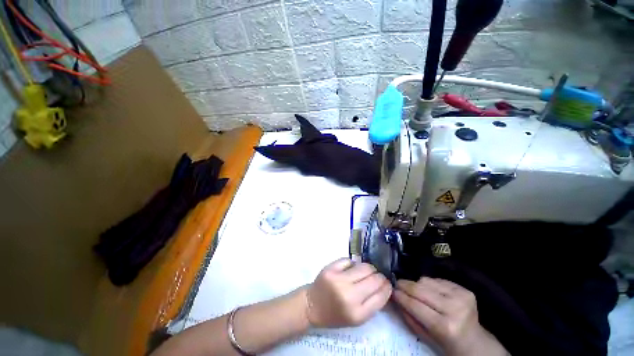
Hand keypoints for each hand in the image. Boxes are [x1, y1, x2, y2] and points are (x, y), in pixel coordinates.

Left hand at [304, 258, 391, 327]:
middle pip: (374, 279)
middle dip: (379, 276)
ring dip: (369, 268)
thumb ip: (372, 304)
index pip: (380, 296)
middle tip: (378, 276)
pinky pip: (349, 260)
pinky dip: (353, 264)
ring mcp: (339, 280)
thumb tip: (384, 285)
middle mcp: (349, 296)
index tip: (387, 283)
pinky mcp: (330, 268)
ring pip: (364, 267)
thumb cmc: (335, 314)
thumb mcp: (356, 318)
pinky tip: (351, 269)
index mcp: (357, 314)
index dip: (387, 287)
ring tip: (366, 271)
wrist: (312, 305)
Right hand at [393, 277, 507, 355]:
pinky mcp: (464, 289)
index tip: (391, 291)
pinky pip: (437, 280)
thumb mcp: (426, 337)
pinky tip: (430, 291)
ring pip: (427, 281)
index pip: (415, 305)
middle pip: (420, 290)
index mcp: (445, 326)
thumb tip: (395, 298)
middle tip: (396, 284)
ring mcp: (461, 297)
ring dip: (417, 284)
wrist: (475, 342)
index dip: (401, 296)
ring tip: (414, 290)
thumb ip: (409, 317)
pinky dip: (429, 284)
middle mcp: (454, 309)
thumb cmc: (447, 343)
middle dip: (405, 285)